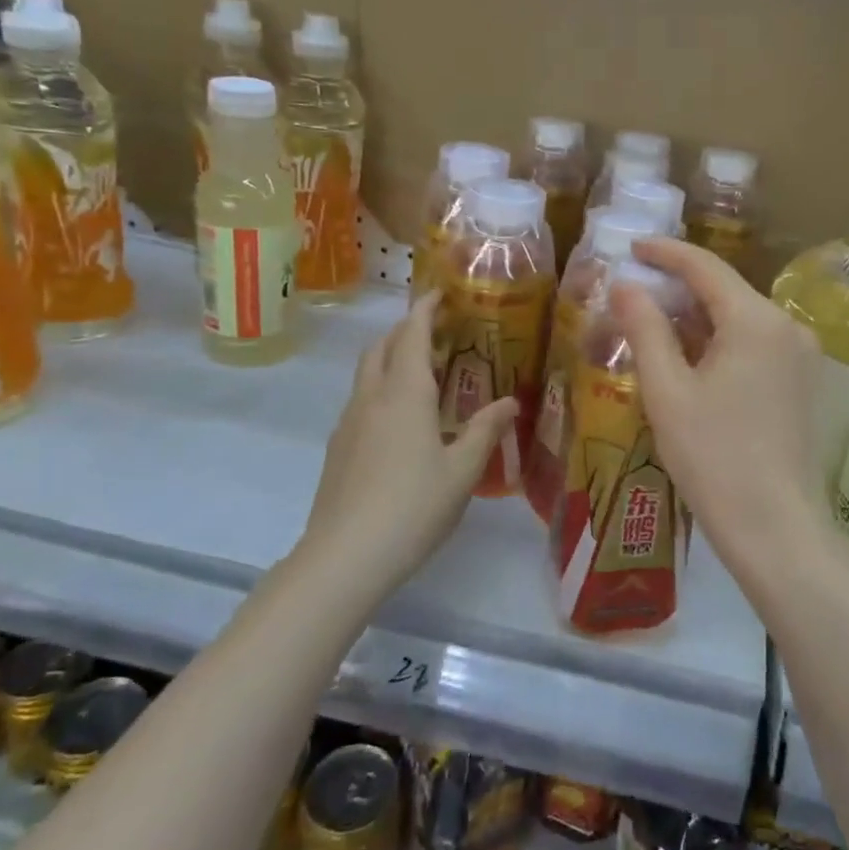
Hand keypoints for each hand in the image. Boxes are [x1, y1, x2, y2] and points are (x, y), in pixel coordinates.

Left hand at [300, 290, 517, 589]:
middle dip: (406, 329)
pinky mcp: (338, 447)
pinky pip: (361, 399)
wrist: (345, 556)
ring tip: (423, 370)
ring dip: (391, 357)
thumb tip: (510, 402)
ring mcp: (349, 422)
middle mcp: (372, 397)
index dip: (425, 308)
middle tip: (437, 330)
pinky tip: (402, 418)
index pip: (412, 334)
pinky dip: (382, 387)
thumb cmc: (413, 507)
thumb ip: (486, 431)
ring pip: (367, 372)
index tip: (440, 292)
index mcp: (405, 394)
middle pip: (382, 346)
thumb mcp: (462, 471)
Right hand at [610, 239, 829, 578]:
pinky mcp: (804, 382)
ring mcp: (802, 356)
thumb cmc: (713, 458)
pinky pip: (756, 345)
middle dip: (679, 289)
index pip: (705, 267)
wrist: (776, 528)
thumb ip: (645, 329)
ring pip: (741, 319)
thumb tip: (625, 284)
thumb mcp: (668, 391)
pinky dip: (721, 342)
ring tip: (653, 327)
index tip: (631, 246)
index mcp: (756, 320)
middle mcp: (788, 327)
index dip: (665, 252)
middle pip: (726, 291)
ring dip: (698, 319)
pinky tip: (692, 360)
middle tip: (633, 294)